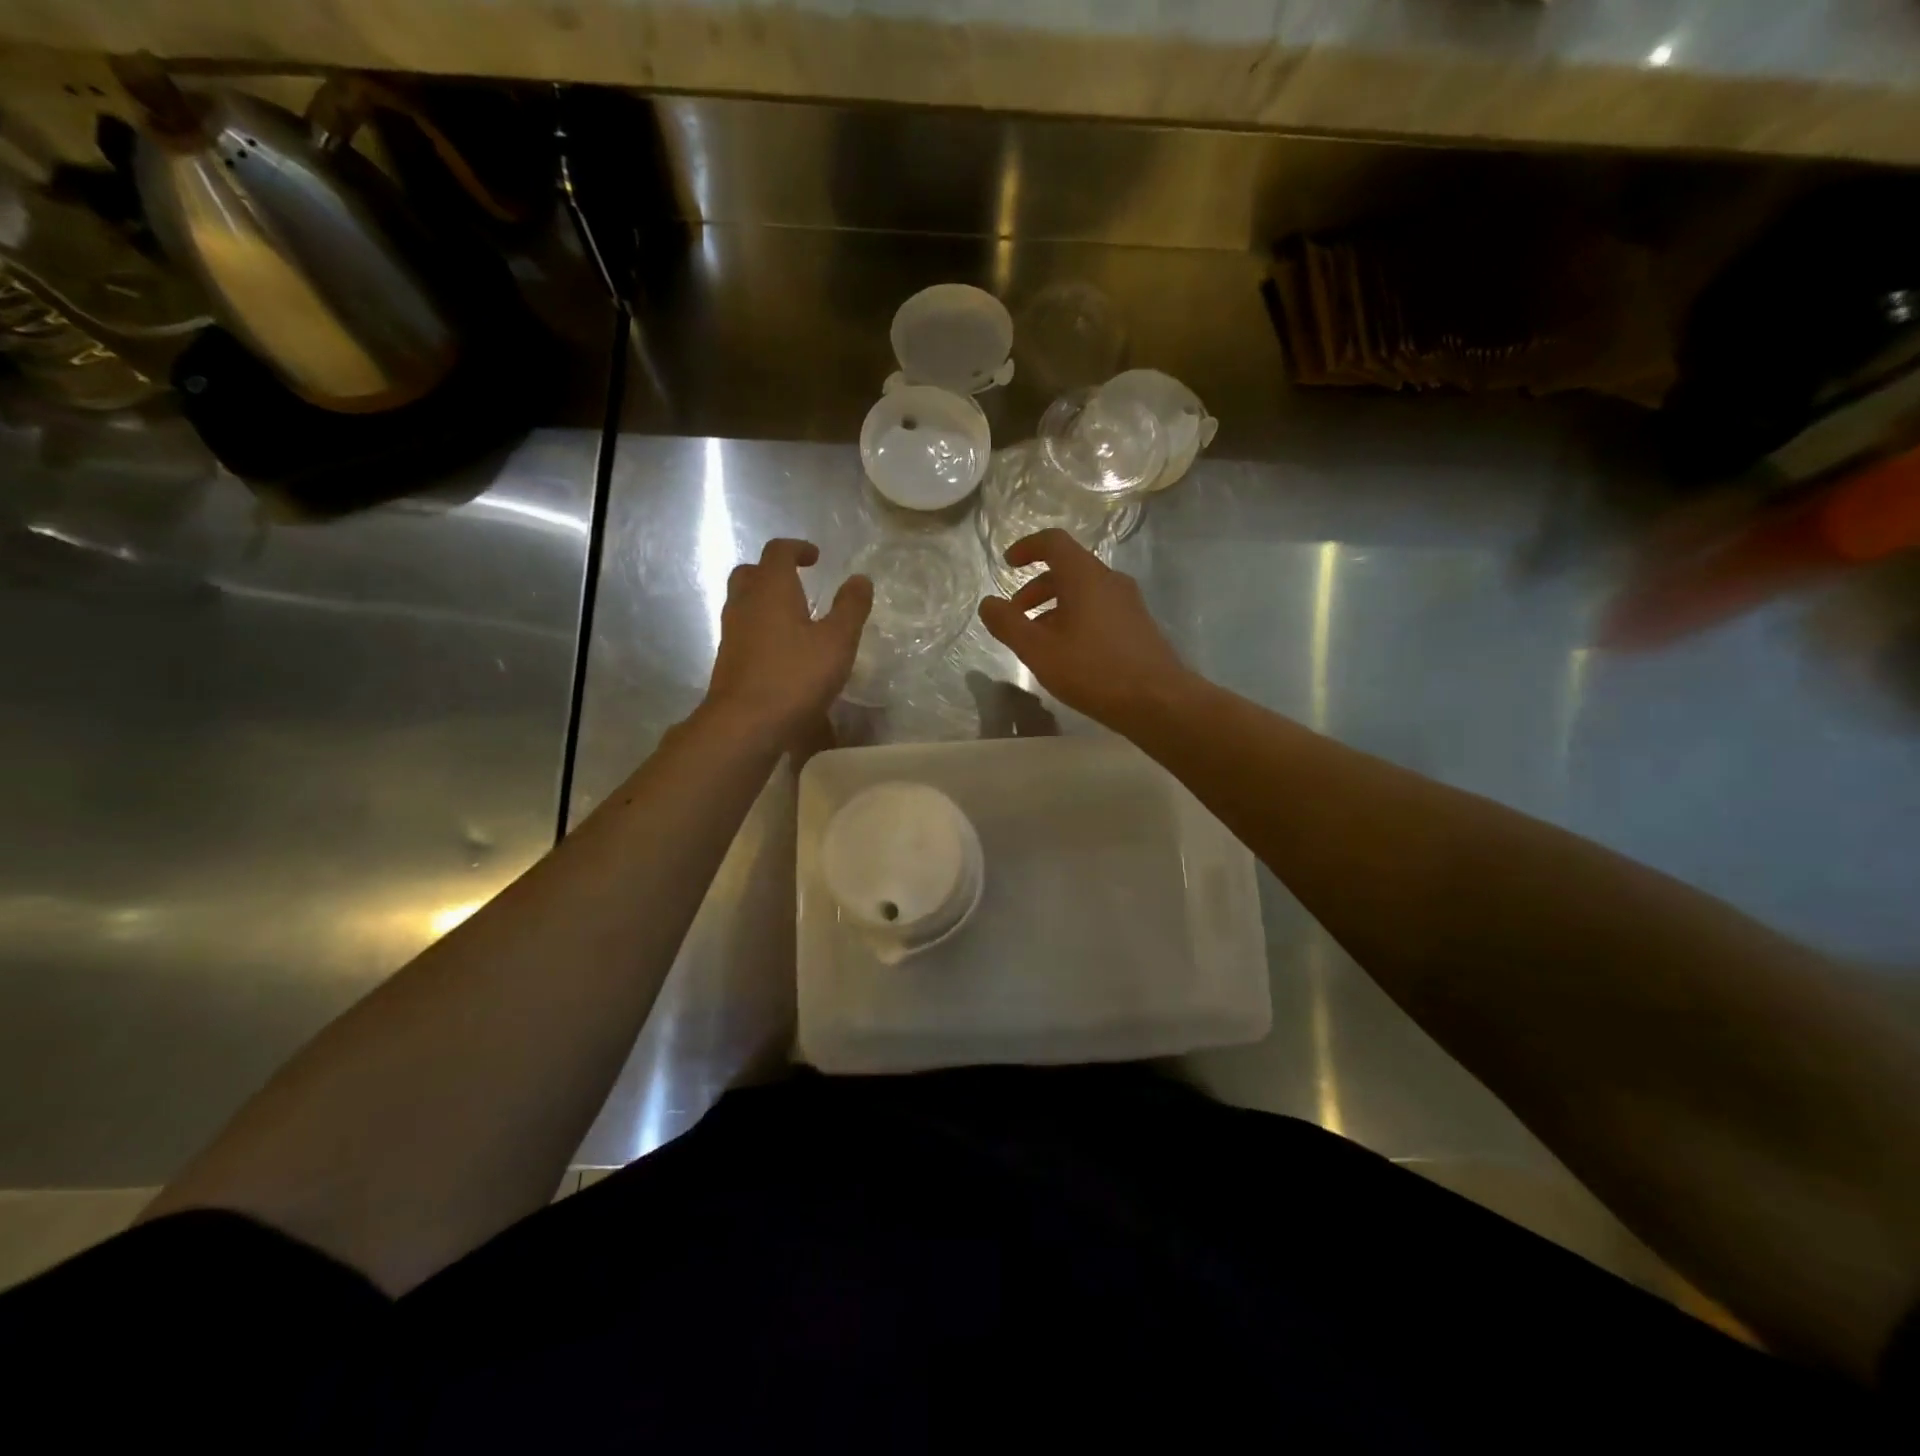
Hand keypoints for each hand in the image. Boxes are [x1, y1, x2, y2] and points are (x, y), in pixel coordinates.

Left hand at [704, 539, 871, 737]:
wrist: (745, 724)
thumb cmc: (795, 677)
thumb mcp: (837, 642)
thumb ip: (850, 608)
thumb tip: (861, 579)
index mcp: (771, 589)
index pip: (778, 551)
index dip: (797, 548)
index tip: (816, 557)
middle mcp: (745, 604)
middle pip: (751, 573)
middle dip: (774, 571)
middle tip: (798, 582)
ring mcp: (732, 633)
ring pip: (743, 602)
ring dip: (766, 601)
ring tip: (794, 618)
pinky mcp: (728, 660)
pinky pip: (743, 630)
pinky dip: (761, 628)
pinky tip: (782, 650)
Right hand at [977, 529, 1191, 727]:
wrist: (1157, 700)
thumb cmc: (1093, 669)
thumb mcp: (1038, 650)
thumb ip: (1008, 624)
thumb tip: (988, 604)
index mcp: (1084, 576)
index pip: (1054, 542)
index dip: (1027, 547)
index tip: (1007, 563)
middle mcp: (1109, 580)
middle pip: (1067, 570)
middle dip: (1035, 588)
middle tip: (1015, 615)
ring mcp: (1128, 603)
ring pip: (1083, 593)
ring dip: (1054, 607)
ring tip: (1037, 640)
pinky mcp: (1138, 626)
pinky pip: (1099, 610)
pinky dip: (1075, 619)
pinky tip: (1068, 654)